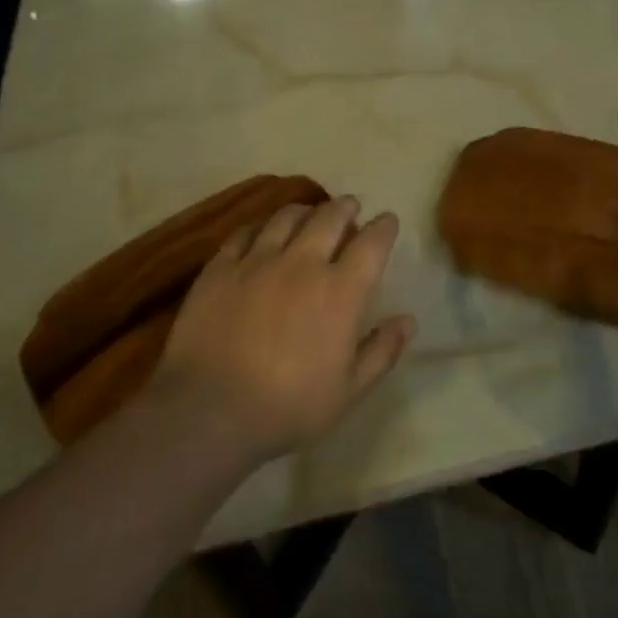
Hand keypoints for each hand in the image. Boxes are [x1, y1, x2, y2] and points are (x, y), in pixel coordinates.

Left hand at [149, 195, 415, 462]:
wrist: (209, 411)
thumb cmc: (288, 407)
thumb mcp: (348, 391)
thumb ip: (381, 351)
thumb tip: (407, 320)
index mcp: (341, 291)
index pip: (372, 243)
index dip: (384, 227)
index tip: (387, 220)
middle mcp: (303, 263)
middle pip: (330, 217)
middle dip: (345, 207)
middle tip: (350, 207)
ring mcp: (258, 260)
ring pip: (287, 216)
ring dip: (305, 210)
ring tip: (308, 213)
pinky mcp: (220, 267)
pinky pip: (245, 232)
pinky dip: (261, 227)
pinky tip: (261, 233)